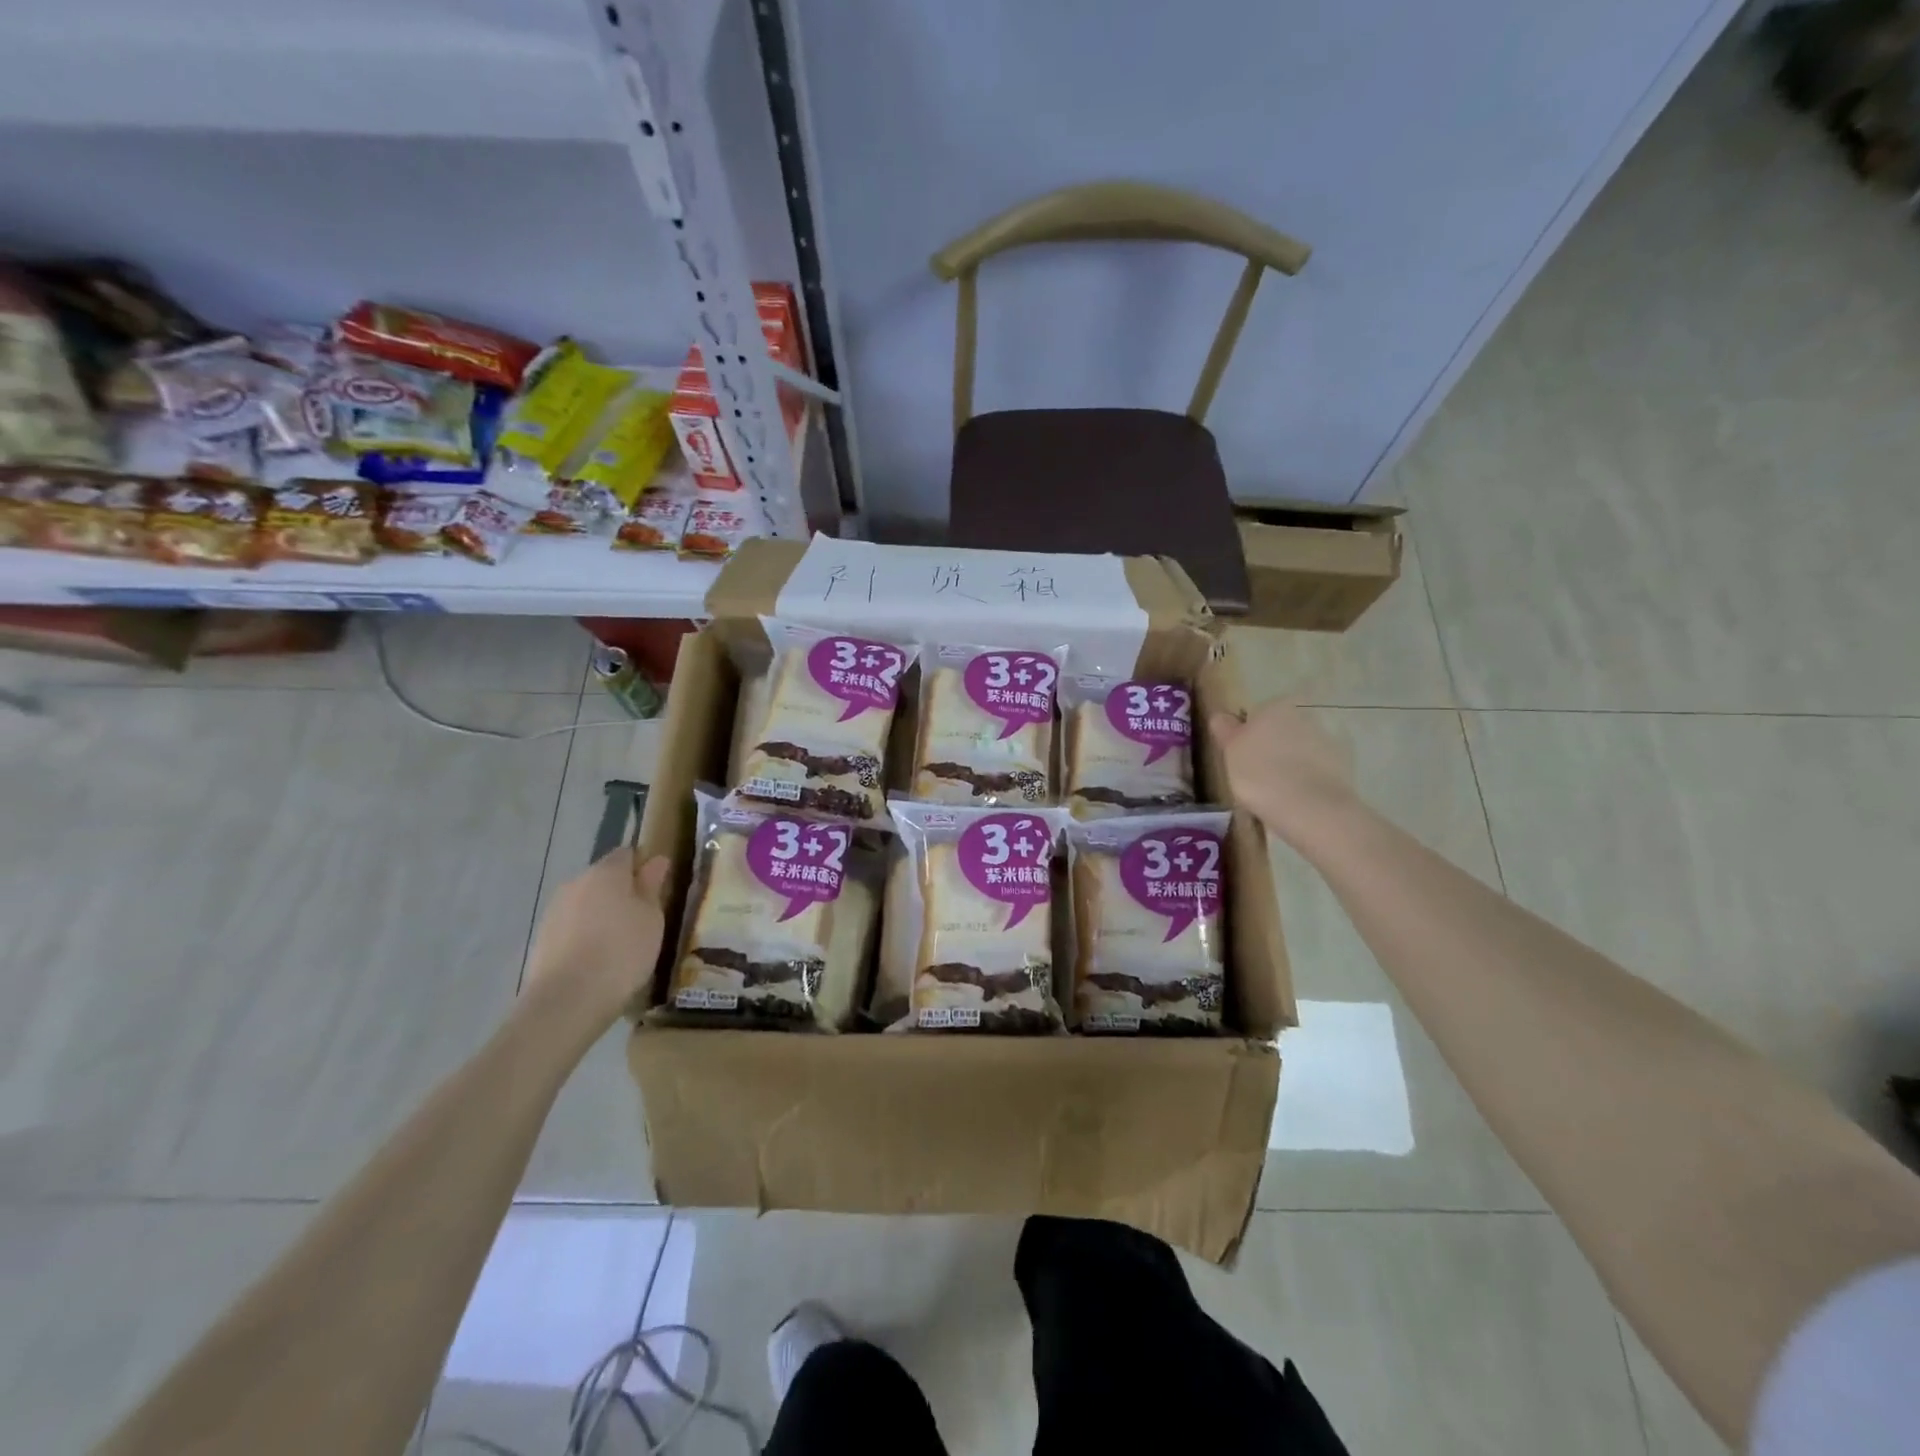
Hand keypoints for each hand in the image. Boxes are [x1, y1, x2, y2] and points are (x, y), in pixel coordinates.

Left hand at [523, 848, 671, 1034]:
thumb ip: (652, 886)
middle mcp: (576, 882)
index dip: (642, 867)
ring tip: (619, 944)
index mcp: (606, 872)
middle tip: (641, 920)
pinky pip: (572, 927)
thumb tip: (656, 860)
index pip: (626, 854)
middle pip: (603, 878)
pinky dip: (584, 936)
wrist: (568, 1000)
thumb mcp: (651, 918)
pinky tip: (597, 960)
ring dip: (601, 915)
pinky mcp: (542, 938)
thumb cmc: (622, 951)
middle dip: (620, 892)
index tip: (656, 890)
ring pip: (585, 903)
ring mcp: (554, 911)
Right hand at [1210, 701, 1357, 845]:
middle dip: (1273, 745)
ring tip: (1279, 791)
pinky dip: (1310, 778)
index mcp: (1275, 706)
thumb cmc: (1260, 774)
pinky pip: (1319, 768)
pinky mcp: (1345, 765)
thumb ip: (1225, 730)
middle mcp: (1305, 715)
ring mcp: (1328, 740)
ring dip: (1293, 762)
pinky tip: (1298, 798)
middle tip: (1258, 774)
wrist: (1310, 808)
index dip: (1249, 734)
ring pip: (1302, 748)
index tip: (1241, 756)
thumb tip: (1221, 716)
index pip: (1258, 713)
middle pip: (1283, 728)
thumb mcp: (1230, 752)